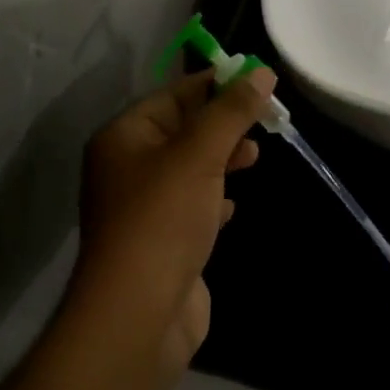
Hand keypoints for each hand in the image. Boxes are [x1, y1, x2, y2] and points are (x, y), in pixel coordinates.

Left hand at [70, 68, 274, 376]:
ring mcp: (143, 207)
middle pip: (184, 129)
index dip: (218, 85)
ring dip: (223, 159)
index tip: (259, 82)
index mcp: (125, 137)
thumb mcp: (201, 153)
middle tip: (265, 122)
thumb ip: (232, 110)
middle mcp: (128, 167)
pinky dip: (214, 198)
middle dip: (225, 124)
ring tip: (254, 158)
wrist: (139, 317)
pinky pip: (191, 205)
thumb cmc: (164, 219)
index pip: (176, 95)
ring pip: (191, 167)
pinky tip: (231, 206)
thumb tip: (262, 72)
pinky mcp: (161, 241)